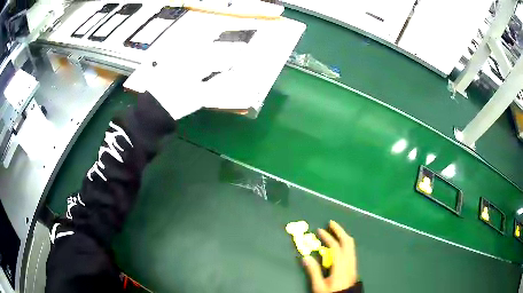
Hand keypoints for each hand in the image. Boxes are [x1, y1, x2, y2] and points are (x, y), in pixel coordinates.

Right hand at [302, 220, 357, 292]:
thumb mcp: (319, 286)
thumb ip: (313, 271)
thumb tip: (306, 257)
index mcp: (341, 266)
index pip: (335, 247)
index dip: (328, 237)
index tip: (320, 230)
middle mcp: (349, 262)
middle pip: (347, 242)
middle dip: (339, 230)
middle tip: (331, 223)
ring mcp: (353, 264)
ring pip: (351, 245)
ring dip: (343, 235)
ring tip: (335, 230)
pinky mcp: (354, 266)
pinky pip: (352, 249)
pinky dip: (346, 242)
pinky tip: (340, 243)